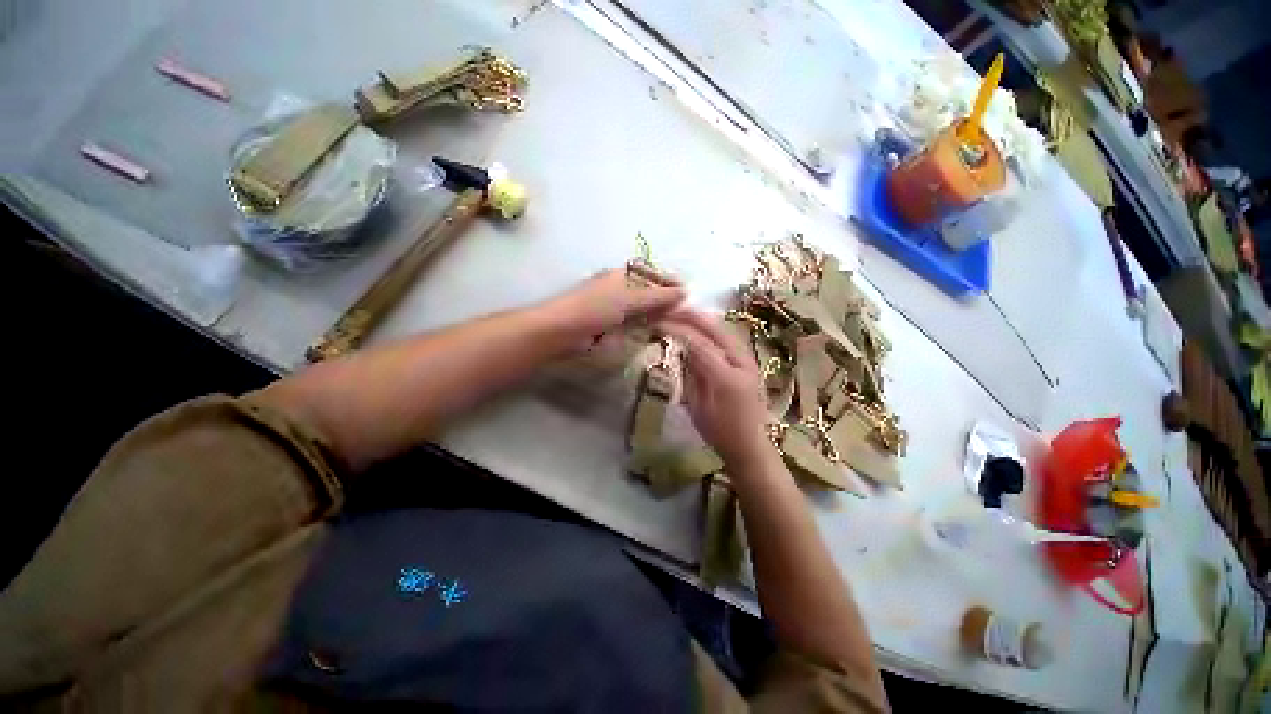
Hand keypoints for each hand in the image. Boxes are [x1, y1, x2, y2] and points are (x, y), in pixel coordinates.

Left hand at [544, 268, 685, 347]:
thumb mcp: (629, 298)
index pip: (652, 273)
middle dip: (665, 301)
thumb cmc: (595, 307)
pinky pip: (633, 324)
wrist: (563, 331)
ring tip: (676, 324)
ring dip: (656, 316)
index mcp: (622, 275)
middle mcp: (619, 288)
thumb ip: (657, 296)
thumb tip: (685, 292)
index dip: (669, 281)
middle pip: (648, 292)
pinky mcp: (610, 326)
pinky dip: (645, 327)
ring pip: (642, 310)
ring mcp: (614, 308)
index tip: (687, 293)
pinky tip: (656, 333)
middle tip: (685, 313)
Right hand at [656, 308, 770, 463]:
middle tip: (670, 308)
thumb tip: (681, 349)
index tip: (658, 321)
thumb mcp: (698, 406)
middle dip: (691, 316)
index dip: (677, 329)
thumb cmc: (720, 433)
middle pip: (715, 329)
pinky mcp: (751, 362)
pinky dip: (713, 328)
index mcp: (726, 377)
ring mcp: (750, 360)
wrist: (750, 446)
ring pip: (725, 330)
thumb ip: (691, 375)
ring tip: (683, 312)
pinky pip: (729, 338)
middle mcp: (742, 363)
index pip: (698, 343)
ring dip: (703, 319)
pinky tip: (702, 326)